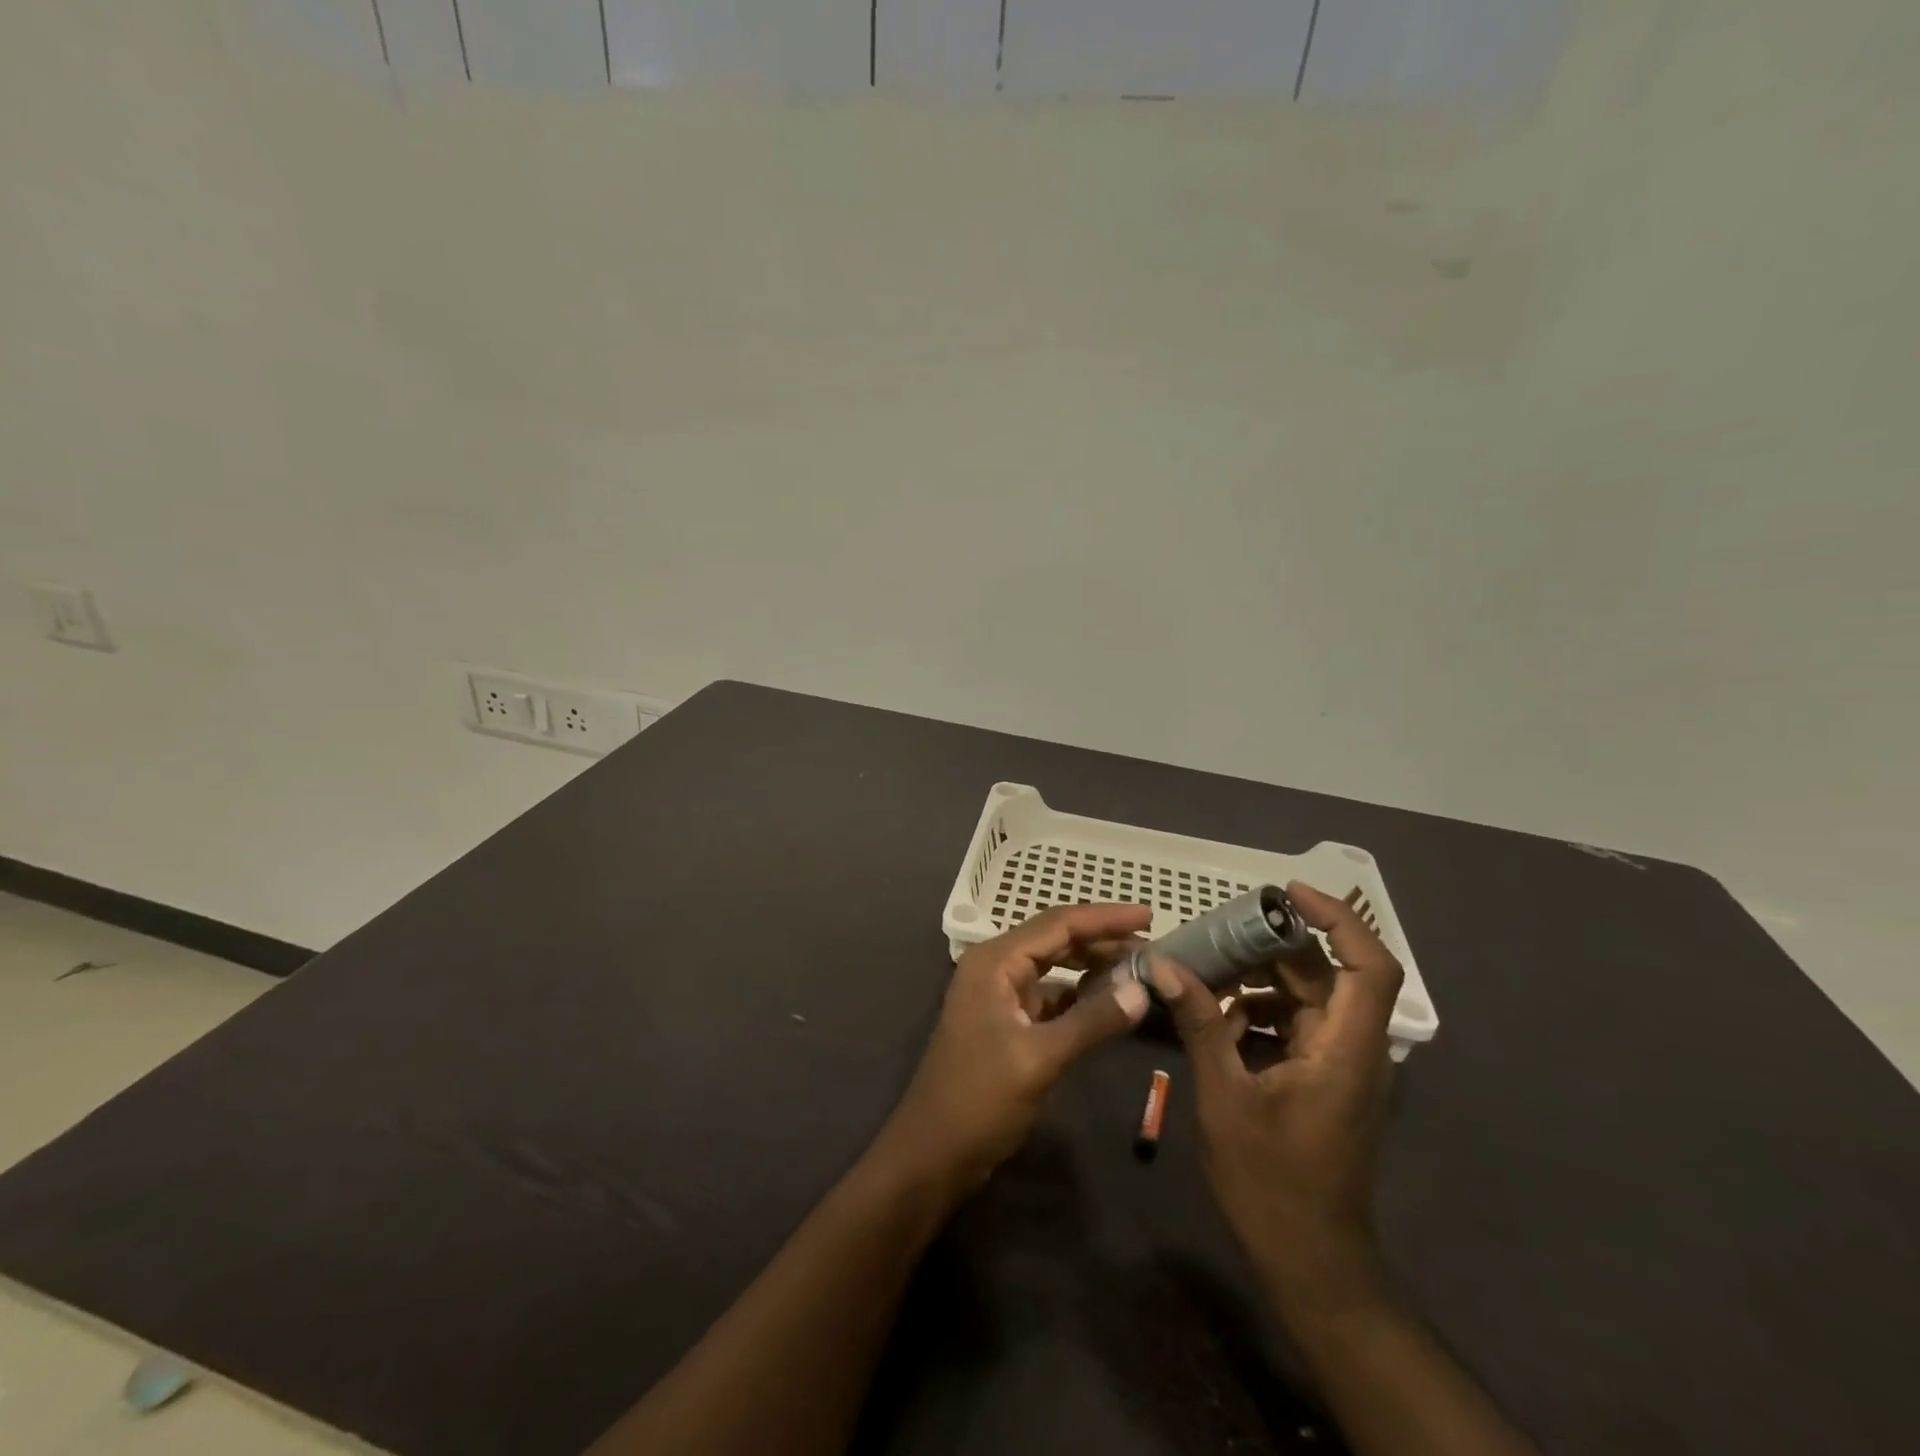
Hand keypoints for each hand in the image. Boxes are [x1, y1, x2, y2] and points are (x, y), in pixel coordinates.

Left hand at [879, 904, 1153, 1188]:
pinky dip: (1081, 995)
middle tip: (1152, 945)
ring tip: (1139, 968)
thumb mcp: (1039, 1059)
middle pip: (1056, 939)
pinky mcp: (1009, 1022)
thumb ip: (1092, 1022)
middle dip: (1103, 939)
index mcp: (995, 962)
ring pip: (1056, 967)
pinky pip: (1052, 996)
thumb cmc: (978, 1100)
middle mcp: (996, 968)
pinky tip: (1111, 1001)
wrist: (933, 1153)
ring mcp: (1001, 995)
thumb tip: (1142, 989)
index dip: (1105, 917)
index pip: (1058, 924)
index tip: (1150, 914)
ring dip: (1094, 966)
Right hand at [1151, 881, 1401, 1302]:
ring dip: (1260, 981)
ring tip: (1206, 973)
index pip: (1369, 967)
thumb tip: (1166, 965)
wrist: (1310, 1263)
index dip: (1337, 920)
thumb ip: (1200, 1024)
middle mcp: (1353, 1051)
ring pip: (1307, 1000)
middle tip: (1218, 932)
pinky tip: (1216, 1020)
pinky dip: (1259, 1014)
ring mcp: (1339, 1068)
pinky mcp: (1322, 1082)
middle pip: (1327, 976)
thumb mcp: (1225, 1097)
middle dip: (1274, 947)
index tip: (1286, 894)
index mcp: (1346, 1051)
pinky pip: (1294, 1027)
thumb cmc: (1271, 1183)